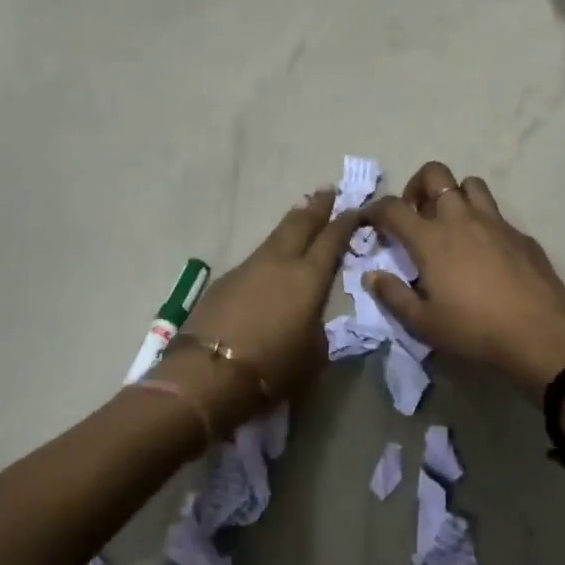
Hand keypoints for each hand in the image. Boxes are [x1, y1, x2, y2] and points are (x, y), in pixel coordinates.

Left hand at [162, 188, 361, 433]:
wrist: (209, 373)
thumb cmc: (273, 367)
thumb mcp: (313, 355)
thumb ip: (317, 328)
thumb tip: (310, 319)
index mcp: (308, 278)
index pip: (332, 239)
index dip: (346, 222)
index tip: (356, 207)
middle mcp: (280, 262)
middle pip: (300, 224)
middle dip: (317, 206)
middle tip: (328, 191)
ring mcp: (249, 267)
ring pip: (275, 237)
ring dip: (291, 224)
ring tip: (301, 215)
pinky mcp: (225, 280)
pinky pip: (256, 258)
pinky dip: (269, 252)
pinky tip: (270, 262)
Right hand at [364, 162, 564, 393]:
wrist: (540, 335)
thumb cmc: (475, 330)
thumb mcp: (424, 323)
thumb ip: (394, 296)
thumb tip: (372, 276)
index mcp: (431, 239)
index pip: (393, 208)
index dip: (375, 209)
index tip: (370, 220)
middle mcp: (461, 219)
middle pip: (435, 174)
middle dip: (417, 185)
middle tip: (414, 212)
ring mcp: (495, 223)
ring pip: (471, 184)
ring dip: (454, 194)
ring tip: (450, 223)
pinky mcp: (521, 235)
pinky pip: (496, 214)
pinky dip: (483, 222)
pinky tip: (486, 252)